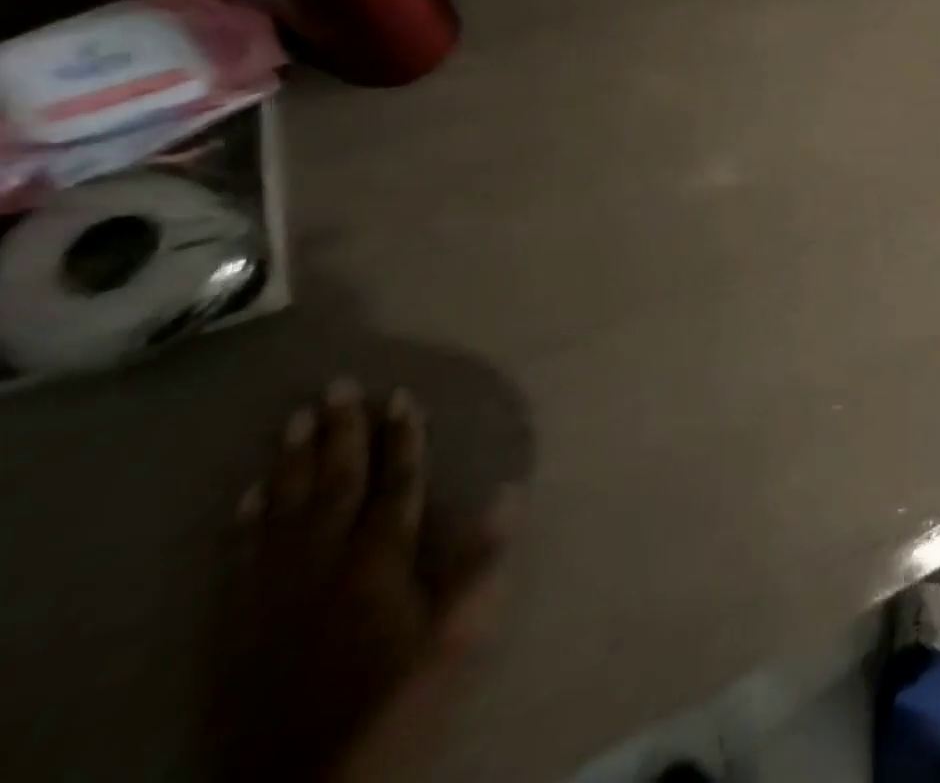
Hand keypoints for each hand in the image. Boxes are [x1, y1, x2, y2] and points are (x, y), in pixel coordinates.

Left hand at [212, 380, 515, 782]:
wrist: (306, 781)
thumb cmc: (395, 696)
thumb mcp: (453, 635)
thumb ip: (479, 562)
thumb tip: (512, 491)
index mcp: (378, 561)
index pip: (395, 484)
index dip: (402, 438)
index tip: (401, 395)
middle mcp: (323, 564)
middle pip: (335, 485)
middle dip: (340, 432)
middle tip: (338, 385)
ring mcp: (275, 592)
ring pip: (283, 511)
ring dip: (290, 462)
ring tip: (295, 418)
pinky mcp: (239, 624)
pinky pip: (240, 557)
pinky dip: (245, 520)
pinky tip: (250, 492)